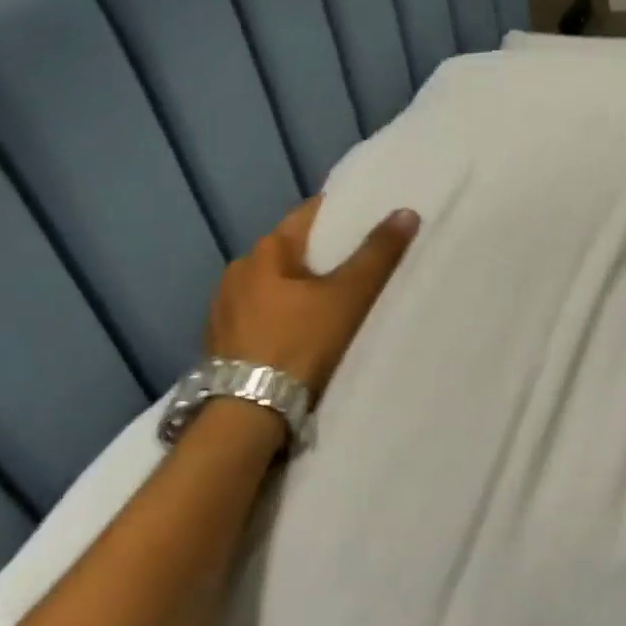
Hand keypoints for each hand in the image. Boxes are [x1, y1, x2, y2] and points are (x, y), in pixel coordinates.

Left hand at [205, 197, 418, 395]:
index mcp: (265, 250)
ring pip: (271, 286)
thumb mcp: (347, 298)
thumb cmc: (299, 345)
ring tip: (328, 306)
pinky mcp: (219, 340)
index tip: (367, 222)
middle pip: (289, 252)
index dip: (340, 216)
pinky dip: (278, 317)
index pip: (308, 215)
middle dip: (320, 257)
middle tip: (356, 269)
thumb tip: (406, 212)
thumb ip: (377, 255)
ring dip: (296, 290)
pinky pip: (257, 316)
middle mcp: (237, 270)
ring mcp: (223, 307)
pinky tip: (296, 336)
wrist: (246, 413)